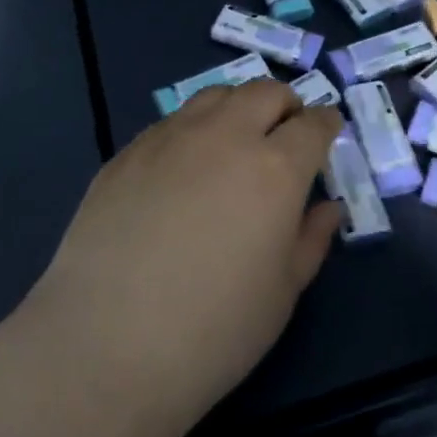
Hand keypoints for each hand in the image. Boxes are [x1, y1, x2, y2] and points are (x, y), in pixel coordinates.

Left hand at [26, 81, 341, 426]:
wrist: (107, 345)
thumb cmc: (215, 330)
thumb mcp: (283, 292)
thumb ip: (311, 239)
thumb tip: (326, 207)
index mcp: (274, 168)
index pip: (312, 124)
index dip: (326, 123)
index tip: (329, 131)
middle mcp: (224, 137)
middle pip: (264, 92)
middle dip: (285, 104)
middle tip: (286, 132)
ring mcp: (170, 139)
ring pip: (215, 95)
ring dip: (238, 108)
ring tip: (236, 140)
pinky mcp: (127, 153)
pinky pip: (172, 122)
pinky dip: (194, 130)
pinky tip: (184, 168)